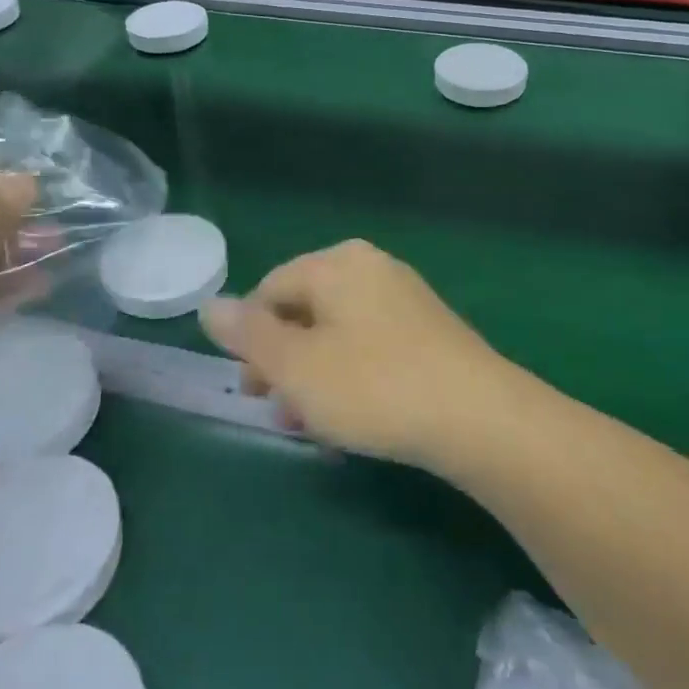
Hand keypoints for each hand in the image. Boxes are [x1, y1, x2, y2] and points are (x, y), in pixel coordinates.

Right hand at [200, 239, 515, 468]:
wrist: (478, 416)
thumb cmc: (374, 386)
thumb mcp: (297, 366)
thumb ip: (249, 335)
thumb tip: (210, 305)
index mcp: (336, 264)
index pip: (270, 289)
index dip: (250, 339)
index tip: (252, 389)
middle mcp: (371, 267)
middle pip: (304, 310)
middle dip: (283, 361)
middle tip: (277, 411)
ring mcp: (404, 297)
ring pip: (337, 333)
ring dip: (314, 376)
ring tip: (311, 424)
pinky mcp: (428, 330)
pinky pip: (370, 345)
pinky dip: (350, 376)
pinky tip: (352, 419)